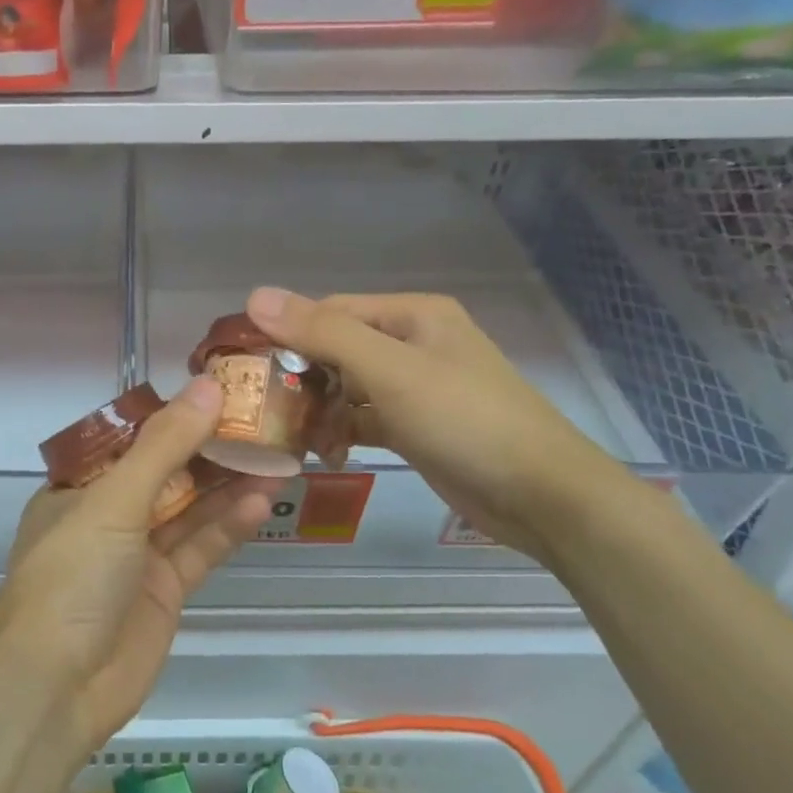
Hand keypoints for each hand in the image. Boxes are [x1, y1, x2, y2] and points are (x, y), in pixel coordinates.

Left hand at [0, 377, 274, 755]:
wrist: (56, 688)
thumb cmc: (72, 576)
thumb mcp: (115, 500)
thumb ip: (165, 445)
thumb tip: (208, 386)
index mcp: (79, 486)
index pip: (132, 438)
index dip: (175, 415)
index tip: (220, 392)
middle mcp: (107, 515)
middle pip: (166, 472)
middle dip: (209, 449)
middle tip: (261, 421)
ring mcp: (137, 555)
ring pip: (188, 508)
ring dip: (228, 484)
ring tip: (276, 455)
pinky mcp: (164, 591)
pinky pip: (200, 548)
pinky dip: (229, 525)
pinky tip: (262, 500)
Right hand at [247, 286, 646, 561]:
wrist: (542, 497)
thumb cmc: (465, 420)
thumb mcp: (390, 372)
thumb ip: (323, 333)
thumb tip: (255, 295)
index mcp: (411, 315)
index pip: (329, 312)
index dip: (287, 335)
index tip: (249, 369)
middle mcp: (412, 342)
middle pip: (336, 350)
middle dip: (303, 381)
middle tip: (268, 412)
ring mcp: (415, 386)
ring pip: (346, 388)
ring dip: (320, 412)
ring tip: (299, 441)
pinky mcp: (416, 425)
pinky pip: (363, 418)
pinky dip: (342, 432)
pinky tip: (325, 455)